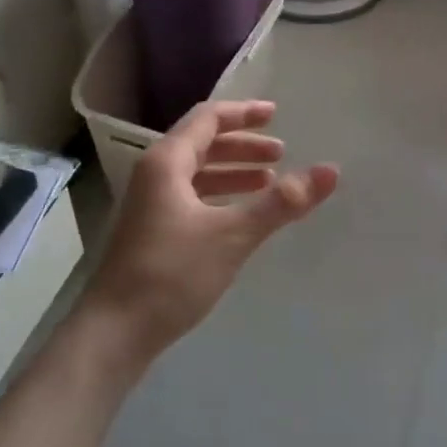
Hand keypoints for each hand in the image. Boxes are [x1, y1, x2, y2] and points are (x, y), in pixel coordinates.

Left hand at [85, 99, 338, 362]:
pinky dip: (220, 196)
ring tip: (269, 182)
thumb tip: (331, 170)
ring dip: (233, 172)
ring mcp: (150, 204)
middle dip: (243, 146)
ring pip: (198, 173)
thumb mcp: (233, 234)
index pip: (208, 119)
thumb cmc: (172, 274)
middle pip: (203, 143)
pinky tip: (241, 214)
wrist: (115, 332)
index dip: (243, 113)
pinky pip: (192, 197)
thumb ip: (282, 202)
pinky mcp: (152, 231)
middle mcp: (155, 175)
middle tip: (281, 153)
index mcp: (167, 162)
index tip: (276, 114)